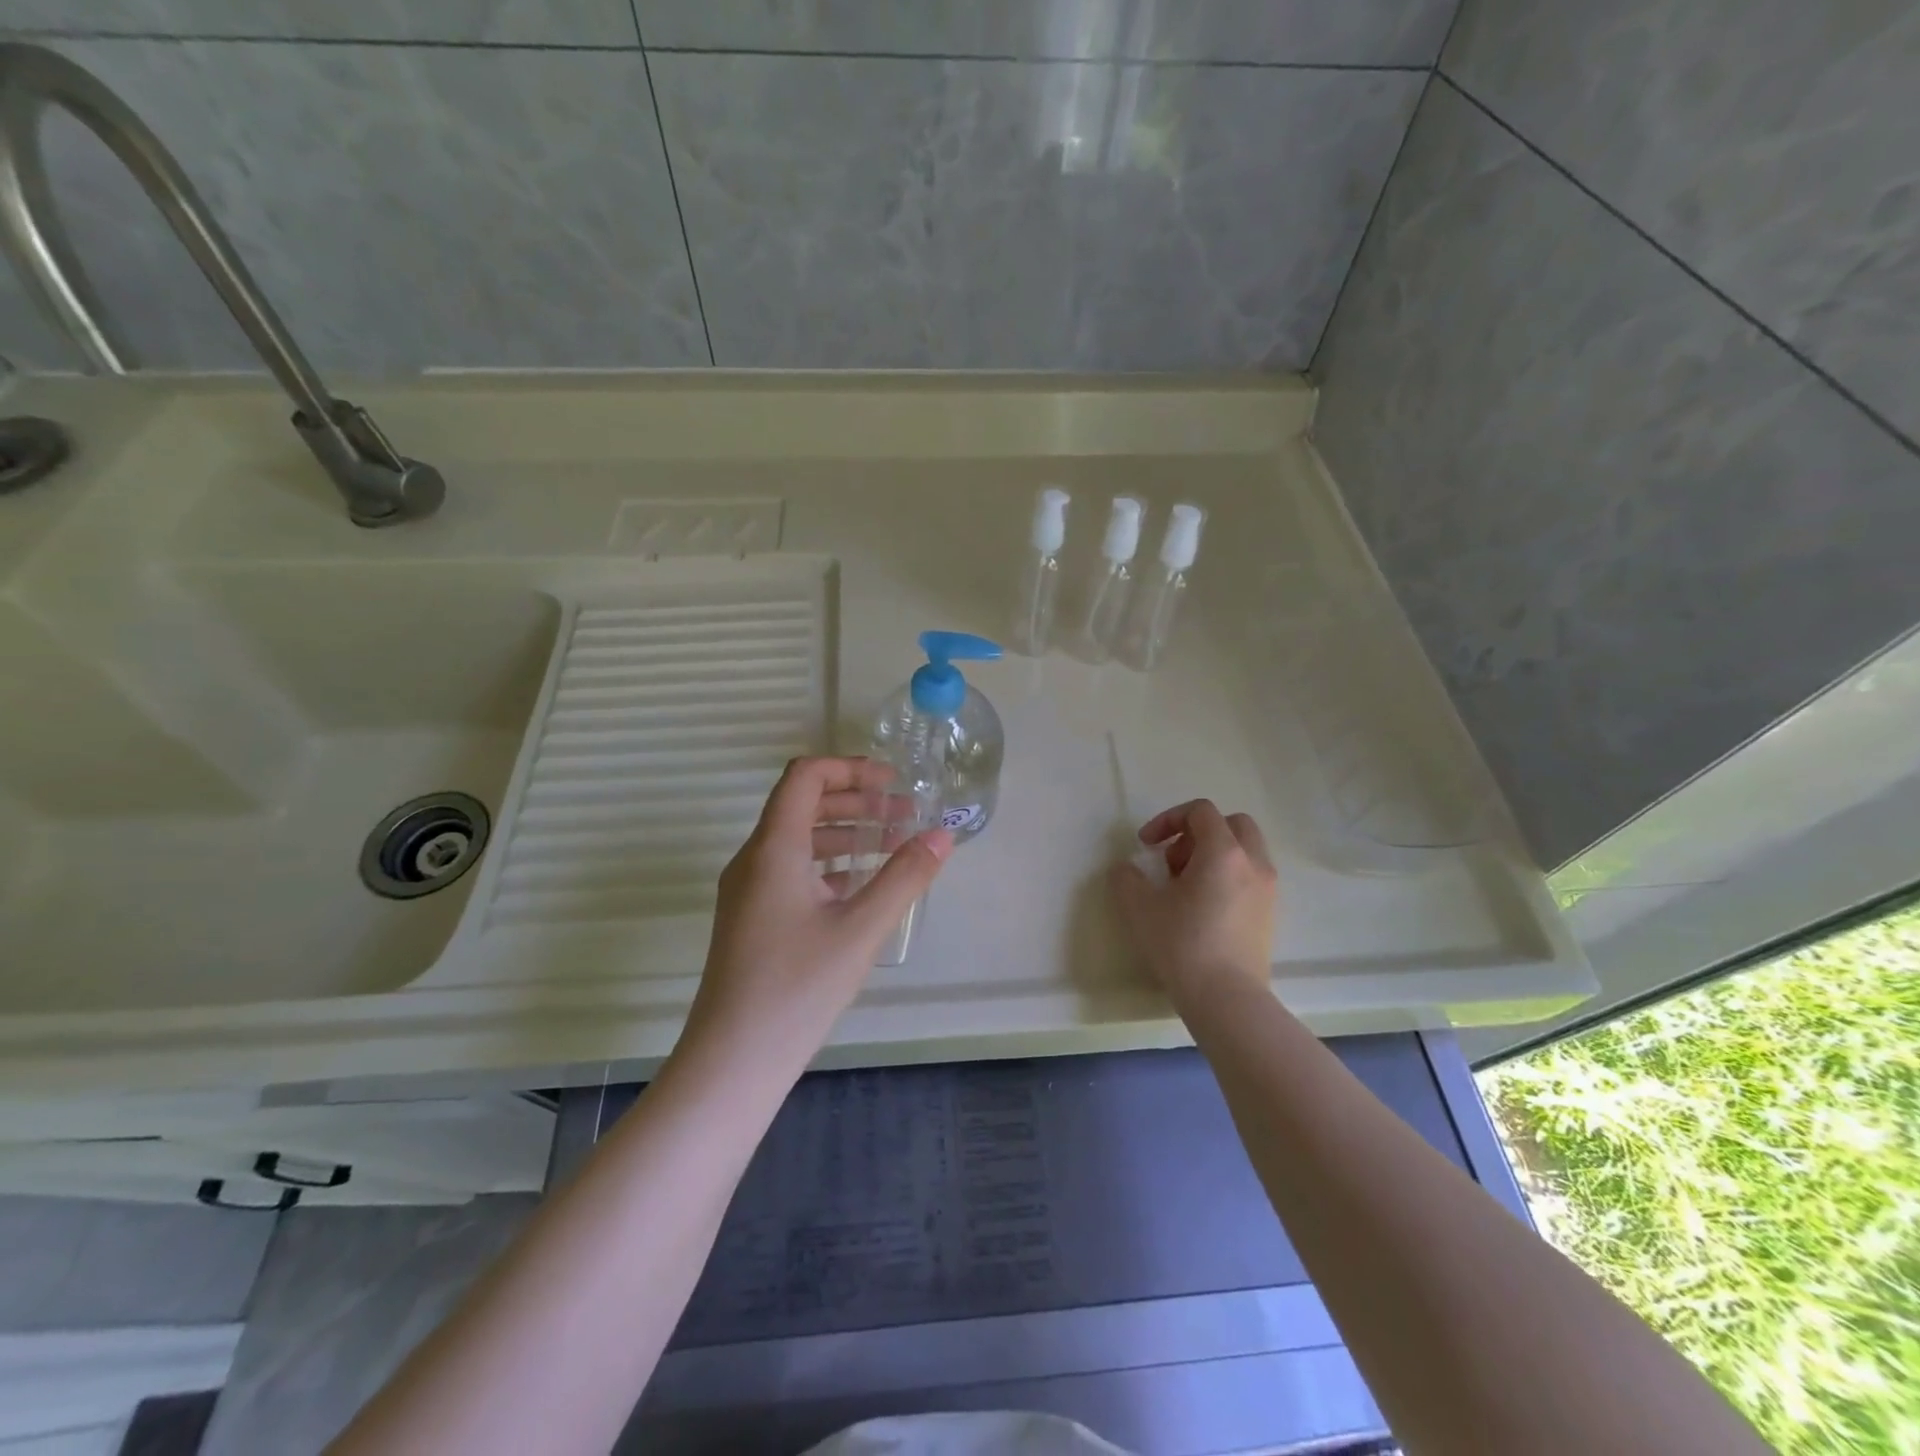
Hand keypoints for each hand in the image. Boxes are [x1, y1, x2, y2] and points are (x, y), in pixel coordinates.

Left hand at [681, 757, 951, 1070]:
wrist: (732, 1061)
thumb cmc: (797, 988)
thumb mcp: (861, 928)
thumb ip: (906, 876)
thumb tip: (943, 834)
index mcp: (774, 848)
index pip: (805, 777)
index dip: (849, 768)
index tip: (892, 781)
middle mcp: (754, 859)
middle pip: (802, 804)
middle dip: (855, 800)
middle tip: (903, 813)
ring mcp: (747, 890)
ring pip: (798, 839)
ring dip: (845, 833)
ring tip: (891, 845)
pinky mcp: (750, 918)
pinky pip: (791, 870)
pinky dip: (828, 864)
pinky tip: (860, 886)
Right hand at [1110, 799, 1277, 1007]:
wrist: (1227, 999)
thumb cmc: (1182, 945)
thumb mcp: (1139, 907)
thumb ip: (1126, 878)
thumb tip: (1128, 869)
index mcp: (1223, 851)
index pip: (1200, 811)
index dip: (1168, 819)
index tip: (1146, 845)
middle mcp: (1253, 862)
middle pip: (1231, 824)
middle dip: (1197, 833)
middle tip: (1173, 861)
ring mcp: (1267, 889)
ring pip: (1243, 850)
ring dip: (1212, 855)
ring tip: (1185, 889)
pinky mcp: (1270, 914)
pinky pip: (1249, 877)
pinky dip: (1227, 877)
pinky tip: (1203, 909)